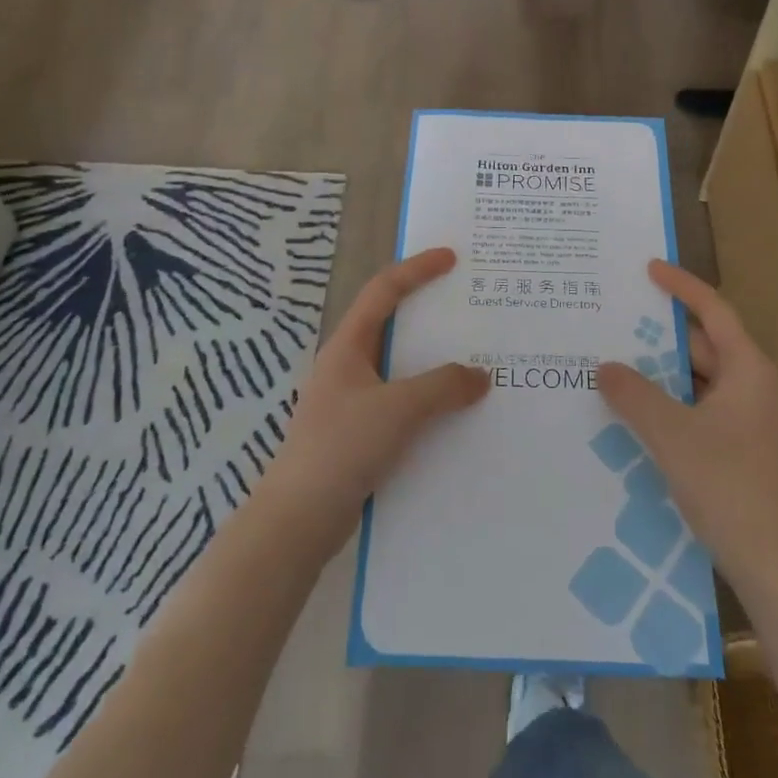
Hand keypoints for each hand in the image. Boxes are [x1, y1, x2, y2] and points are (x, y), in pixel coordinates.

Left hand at [266, 249, 489, 544]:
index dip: (416, 269)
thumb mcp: (397, 409)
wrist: (297, 520)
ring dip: (434, 363)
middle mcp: (348, 366)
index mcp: (348, 346)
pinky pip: (402, 404)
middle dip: (430, 315)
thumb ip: (442, 387)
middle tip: (470, 309)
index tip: (451, 257)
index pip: (383, 291)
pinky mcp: (359, 434)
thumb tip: (480, 376)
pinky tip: (455, 414)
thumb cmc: (341, 448)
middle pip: (393, 326)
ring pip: (400, 369)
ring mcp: (352, 402)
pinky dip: (429, 400)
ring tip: (474, 362)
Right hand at [597, 260, 777, 579]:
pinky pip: (693, 406)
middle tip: (613, 318)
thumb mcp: (671, 434)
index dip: (681, 286)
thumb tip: (605, 366)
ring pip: (694, 378)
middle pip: (701, 344)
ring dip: (658, 370)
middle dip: (659, 333)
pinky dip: (665, 400)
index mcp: (746, 369)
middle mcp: (748, 385)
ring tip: (612, 359)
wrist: (768, 560)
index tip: (648, 268)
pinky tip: (630, 408)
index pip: (713, 311)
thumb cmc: (726, 484)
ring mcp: (743, 417)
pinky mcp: (732, 444)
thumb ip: (634, 395)